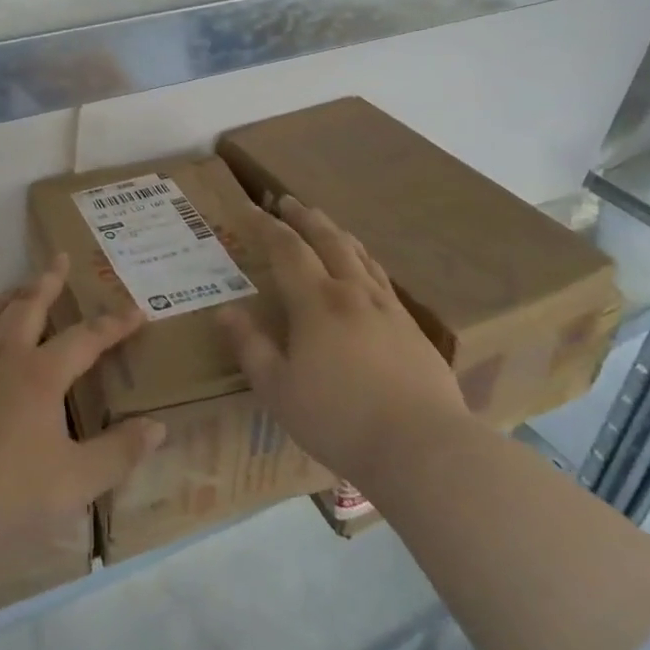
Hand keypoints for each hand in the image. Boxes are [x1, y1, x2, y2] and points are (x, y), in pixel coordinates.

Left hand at [0, 256, 165, 546]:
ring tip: (22, 286)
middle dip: (49, 281)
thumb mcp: (75, 481)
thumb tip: (157, 426)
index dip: (113, 324)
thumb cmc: (10, 492)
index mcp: (41, 375)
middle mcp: (5, 356)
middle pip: (29, 305)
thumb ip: (119, 453)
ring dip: (12, 295)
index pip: (86, 338)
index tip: (135, 311)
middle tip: (61, 259)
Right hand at [217, 196, 465, 479]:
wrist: (424, 448)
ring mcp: (389, 309)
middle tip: (288, 201)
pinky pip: (383, 279)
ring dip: (338, 234)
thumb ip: (251, 348)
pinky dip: (366, 261)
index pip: (288, 250)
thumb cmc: (339, 419)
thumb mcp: (279, 390)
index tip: (251, 208)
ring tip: (326, 225)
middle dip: (305, 218)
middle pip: (328, 241)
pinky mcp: (413, 329)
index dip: (267, 227)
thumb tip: (225, 312)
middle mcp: (353, 293)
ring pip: (360, 256)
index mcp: (317, 303)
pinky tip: (367, 272)